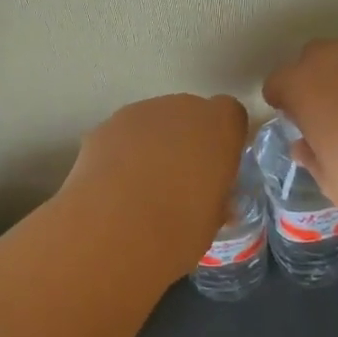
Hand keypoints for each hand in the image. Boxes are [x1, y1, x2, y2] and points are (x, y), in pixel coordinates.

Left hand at [62, 94, 249, 275]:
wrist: (116, 228)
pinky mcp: (106, 125)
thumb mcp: (212, 220)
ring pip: (154, 122)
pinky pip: (123, 134)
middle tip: (180, 180)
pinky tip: (115, 185)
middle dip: (187, 139)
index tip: (218, 166)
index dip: (224, 138)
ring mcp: (140, 112)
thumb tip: (212, 203)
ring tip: (142, 186)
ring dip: (153, 144)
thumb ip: (216, 199)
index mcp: (219, 126)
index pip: (231, 114)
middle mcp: (182, 108)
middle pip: (190, 114)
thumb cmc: (179, 228)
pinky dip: (122, 152)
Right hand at [262, 41, 337, 236]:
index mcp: (305, 86)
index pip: (278, 82)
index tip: (295, 123)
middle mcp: (336, 58)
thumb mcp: (335, 184)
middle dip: (313, 82)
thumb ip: (313, 159)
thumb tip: (306, 146)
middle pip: (312, 60)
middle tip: (328, 118)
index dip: (282, 102)